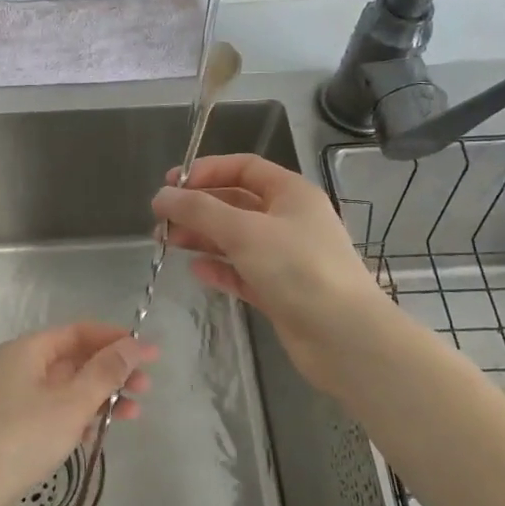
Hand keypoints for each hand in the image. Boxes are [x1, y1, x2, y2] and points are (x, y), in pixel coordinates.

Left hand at [0, 323, 155, 505]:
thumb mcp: (71, 404)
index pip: (78, 332)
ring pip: (66, 388)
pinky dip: (79, 418)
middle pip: (73, 359)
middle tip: (147, 388)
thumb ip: (105, 372)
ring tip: (134, 415)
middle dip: (112, 371)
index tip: (151, 353)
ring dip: (100, 397)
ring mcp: (12, 400)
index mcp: (25, 350)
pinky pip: (54, 412)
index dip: (116, 339)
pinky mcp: (12, 430)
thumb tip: (133, 343)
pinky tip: (99, 435)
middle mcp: (16, 368)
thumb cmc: (22, 440)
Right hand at [154, 154, 398, 394]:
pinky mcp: (280, 290)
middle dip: (197, 208)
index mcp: (291, 193)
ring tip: (167, 244)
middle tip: (161, 221)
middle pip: (236, 203)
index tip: (170, 185)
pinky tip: (197, 270)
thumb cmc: (297, 269)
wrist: (344, 337)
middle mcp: (290, 220)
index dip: (206, 171)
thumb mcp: (244, 231)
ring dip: (202, 237)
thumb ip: (198, 210)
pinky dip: (219, 268)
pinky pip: (242, 271)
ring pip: (235, 238)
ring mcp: (286, 257)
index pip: (244, 168)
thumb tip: (161, 195)